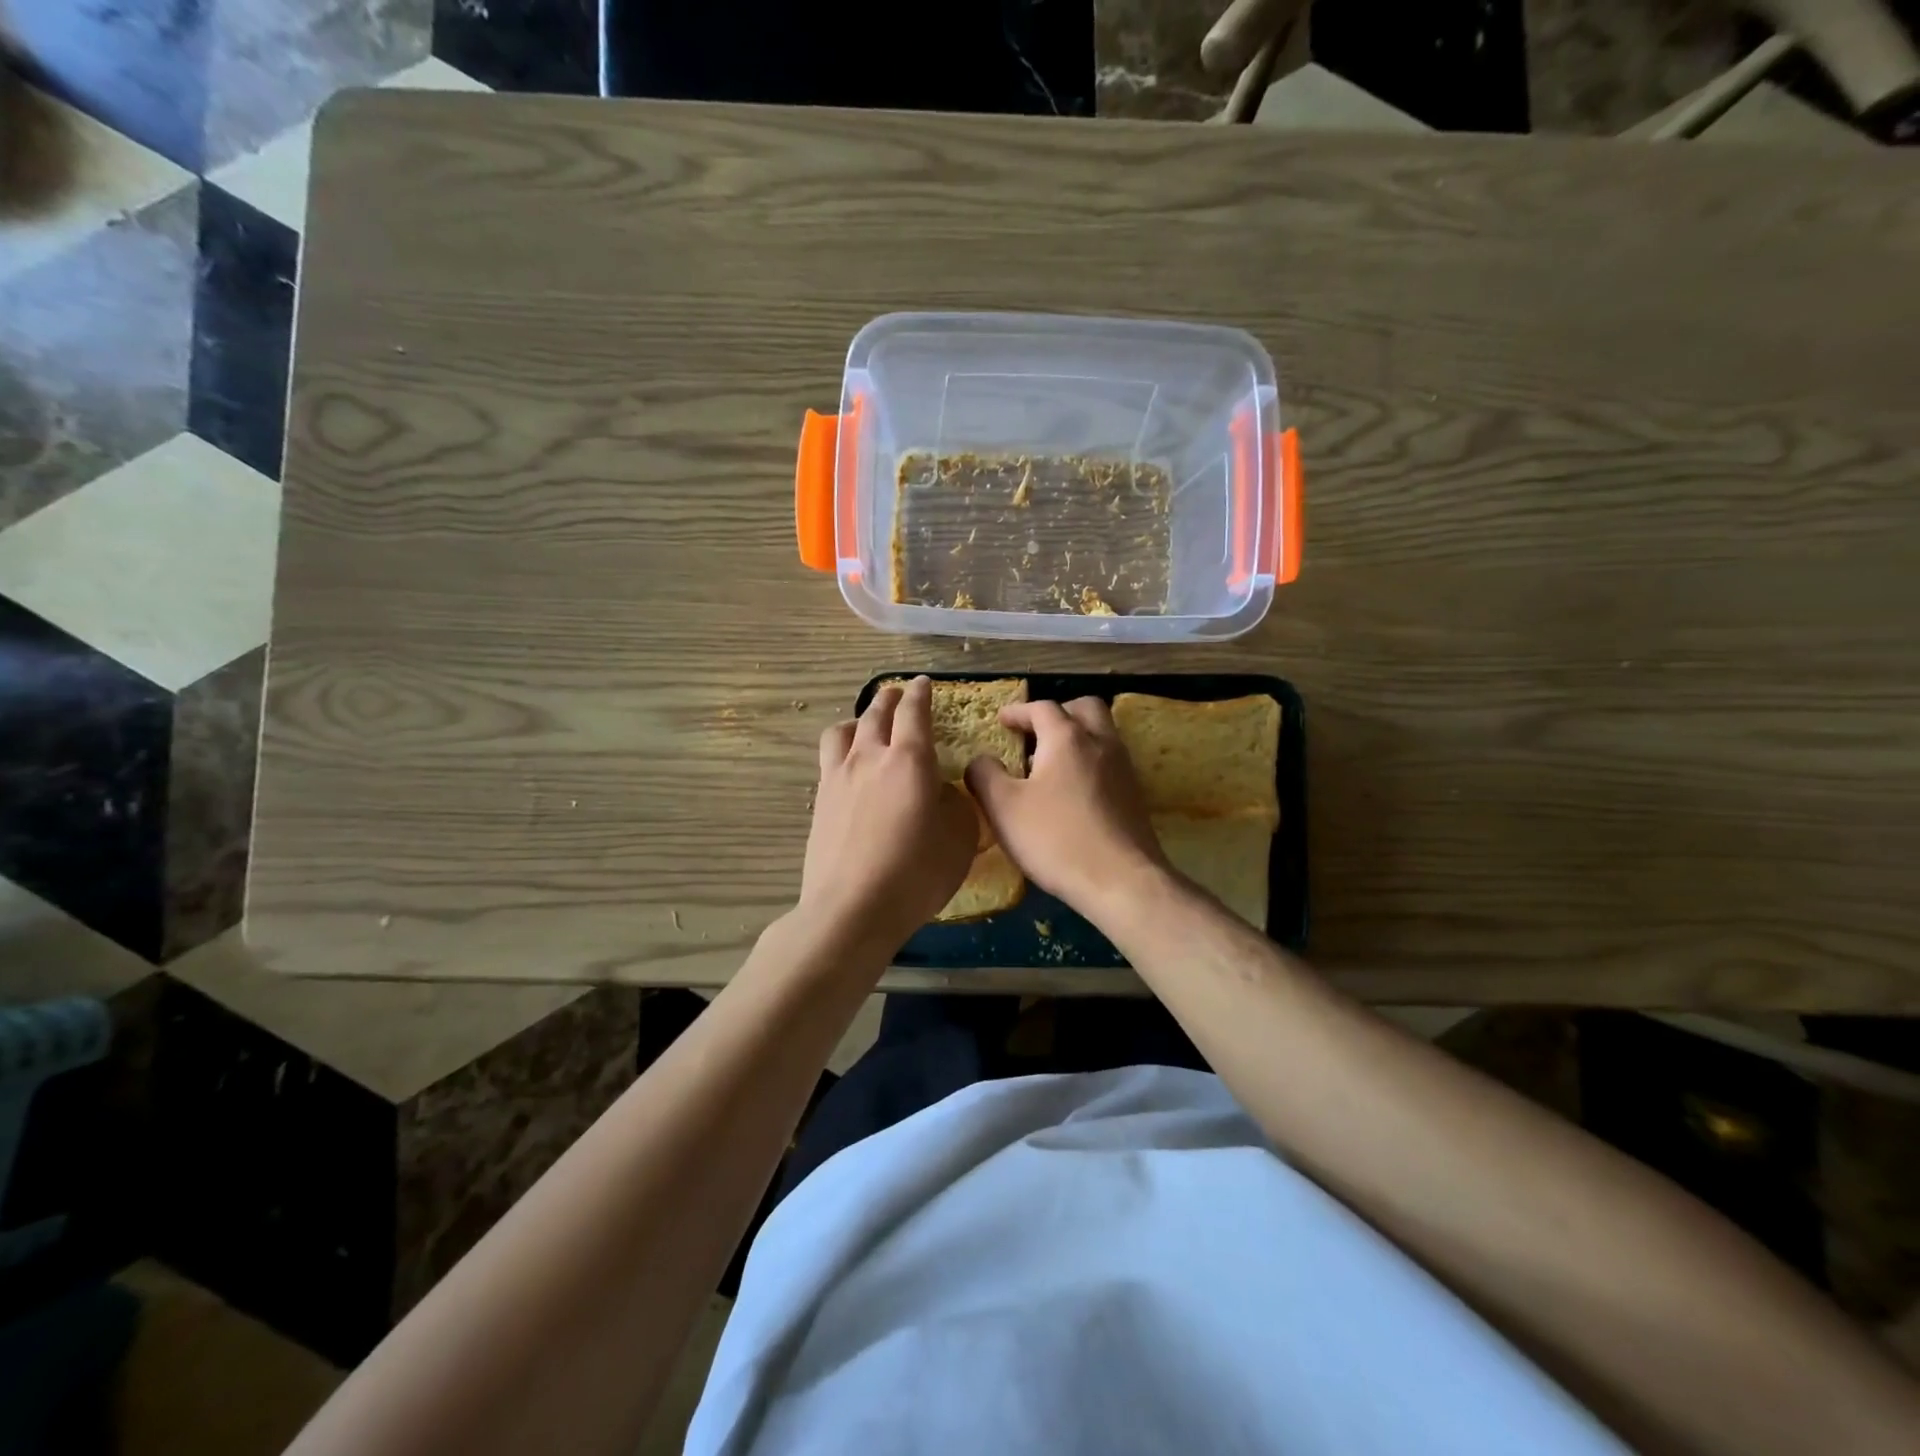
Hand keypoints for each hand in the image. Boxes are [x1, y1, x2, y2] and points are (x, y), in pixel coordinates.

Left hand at [800, 677, 978, 953]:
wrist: (852, 908)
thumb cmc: (916, 873)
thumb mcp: (959, 837)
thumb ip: (954, 803)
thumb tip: (940, 790)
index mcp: (908, 759)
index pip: (914, 712)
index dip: (920, 693)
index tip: (923, 683)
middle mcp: (869, 757)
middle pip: (875, 713)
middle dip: (889, 698)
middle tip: (898, 694)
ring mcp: (838, 777)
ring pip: (842, 731)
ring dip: (858, 720)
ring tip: (865, 726)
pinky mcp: (820, 801)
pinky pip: (829, 759)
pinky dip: (842, 750)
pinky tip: (849, 767)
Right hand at [965, 697, 1168, 919]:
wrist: (1122, 881)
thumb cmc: (1056, 839)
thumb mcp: (1003, 808)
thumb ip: (984, 775)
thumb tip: (980, 760)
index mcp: (1066, 738)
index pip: (1042, 708)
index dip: (1018, 711)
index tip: (1002, 721)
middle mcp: (1100, 743)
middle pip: (1084, 708)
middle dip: (1059, 713)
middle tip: (1035, 732)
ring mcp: (1124, 768)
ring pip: (1101, 734)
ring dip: (1077, 737)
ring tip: (1049, 764)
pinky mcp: (1135, 795)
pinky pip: (1110, 762)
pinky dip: (1090, 761)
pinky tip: (1073, 792)